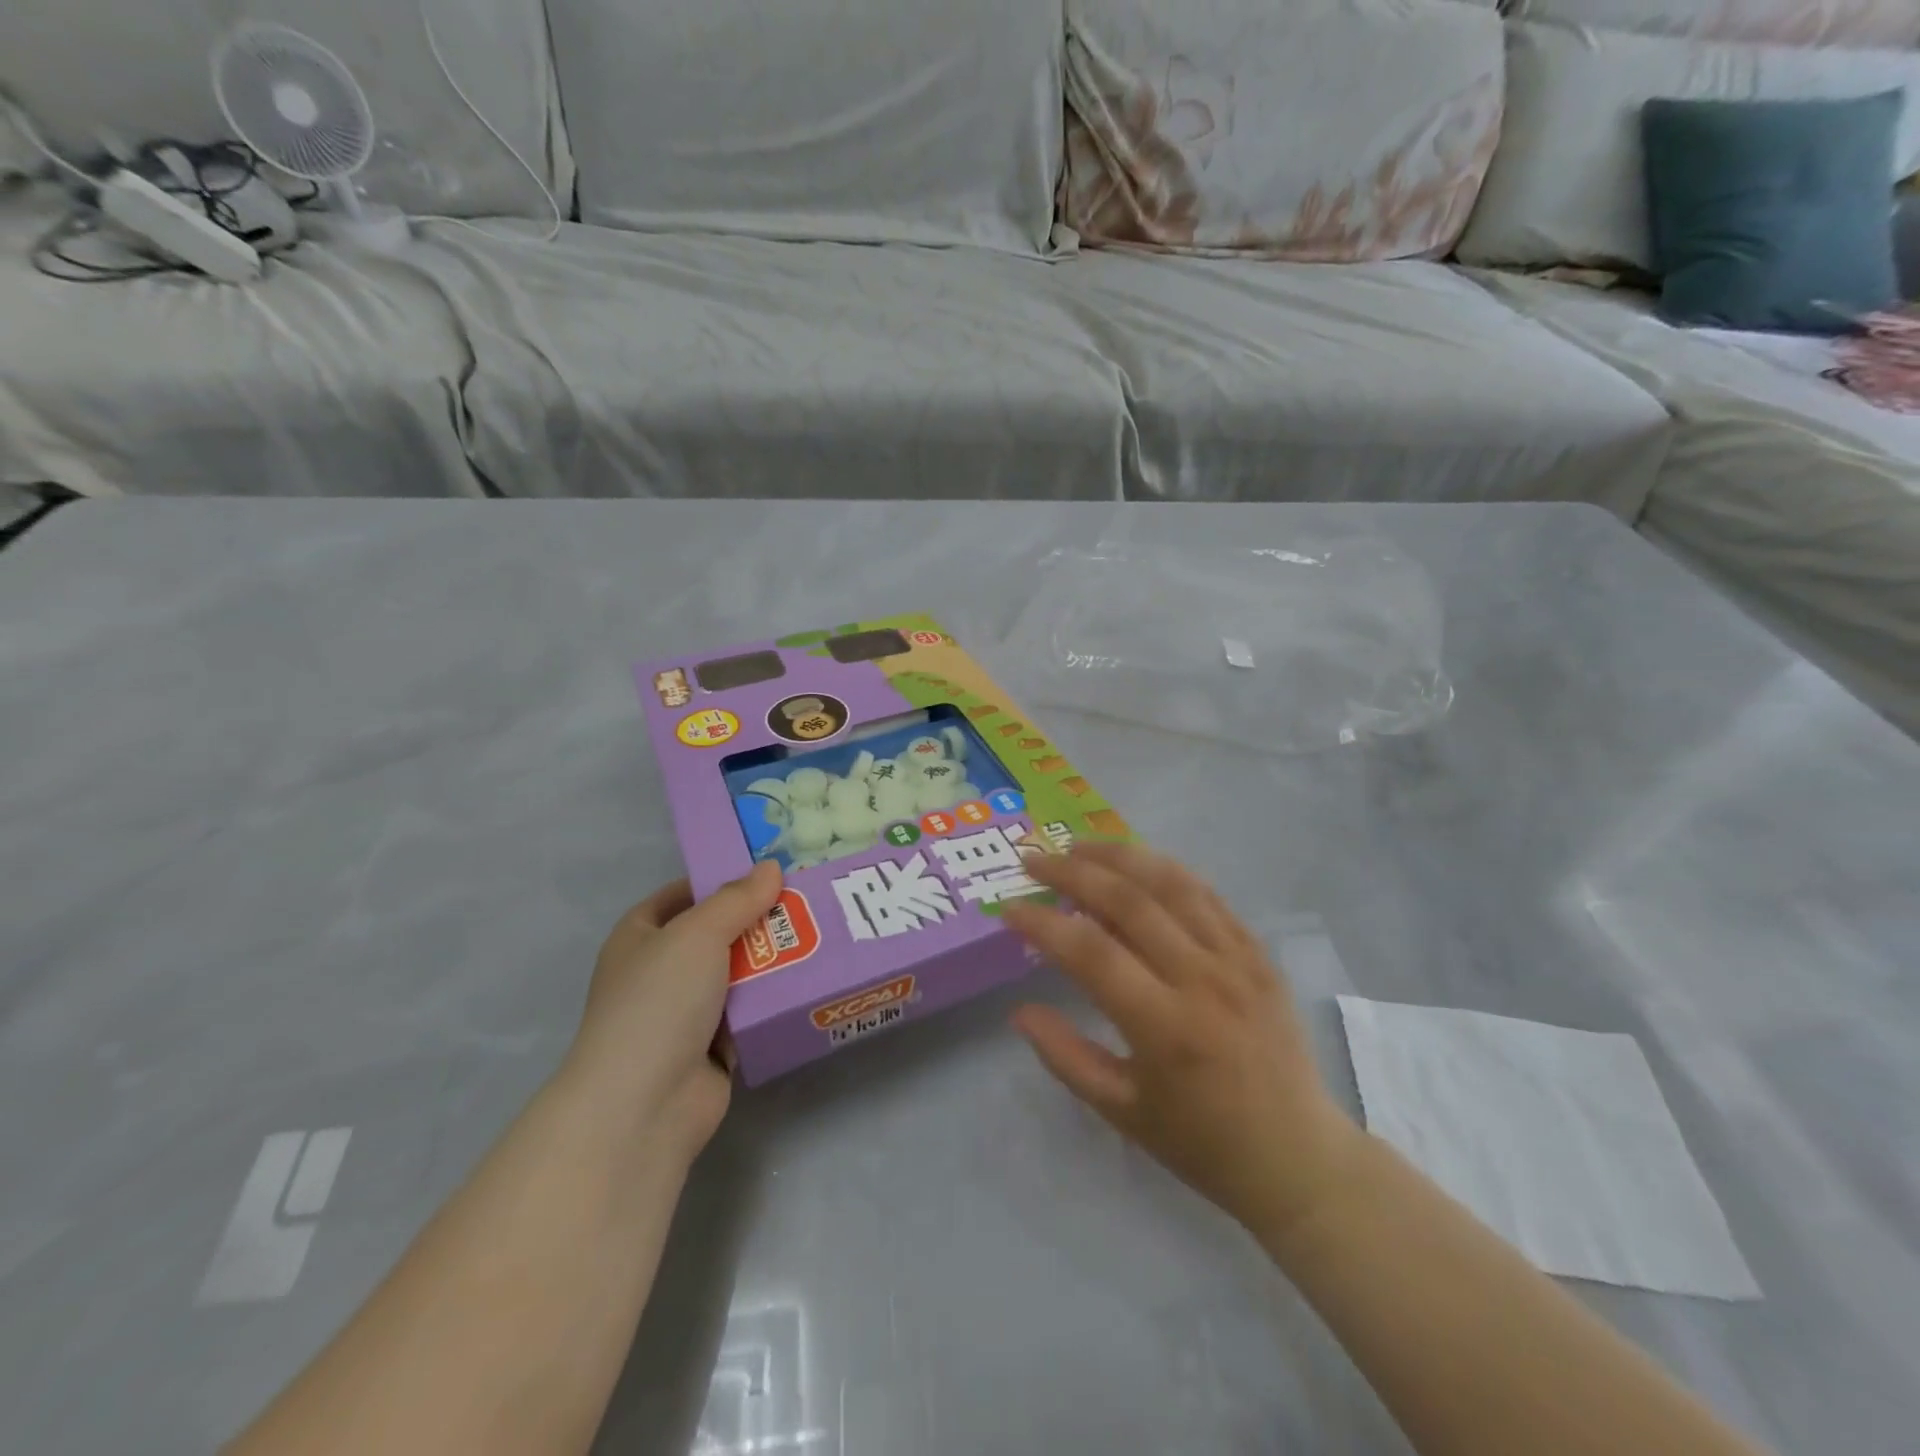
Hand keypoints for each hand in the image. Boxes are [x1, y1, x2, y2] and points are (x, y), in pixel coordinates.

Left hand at [558, 861, 782, 1167]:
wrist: (644, 1105)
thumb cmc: (659, 1002)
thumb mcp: (697, 934)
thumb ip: (737, 899)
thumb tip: (771, 868)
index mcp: (638, 938)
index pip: (680, 896)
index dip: (718, 881)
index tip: (766, 873)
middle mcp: (658, 972)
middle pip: (715, 933)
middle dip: (756, 920)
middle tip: (806, 901)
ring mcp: (684, 1013)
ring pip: (737, 973)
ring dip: (772, 960)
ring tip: (820, 934)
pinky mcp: (712, 1047)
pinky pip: (749, 1011)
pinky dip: (772, 1000)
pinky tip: (810, 980)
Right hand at [1004, 843, 1360, 1240]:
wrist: (1296, 1155)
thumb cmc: (1200, 1141)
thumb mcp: (1121, 1111)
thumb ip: (1065, 1057)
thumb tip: (1019, 1011)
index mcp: (1165, 1027)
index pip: (1091, 952)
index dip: (1043, 924)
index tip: (1009, 908)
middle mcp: (1202, 979)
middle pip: (1128, 900)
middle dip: (1072, 871)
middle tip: (1033, 859)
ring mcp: (1236, 958)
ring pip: (1170, 882)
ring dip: (1117, 855)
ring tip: (1077, 845)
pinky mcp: (1257, 951)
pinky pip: (1206, 894)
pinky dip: (1163, 870)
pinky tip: (1135, 862)